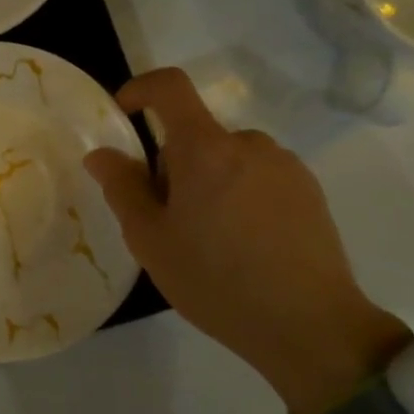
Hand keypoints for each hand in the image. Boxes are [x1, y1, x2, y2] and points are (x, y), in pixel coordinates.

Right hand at [84, 68, 410, 413]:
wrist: (311, 326)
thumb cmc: (215, 280)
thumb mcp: (150, 240)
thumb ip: (122, 188)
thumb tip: (102, 154)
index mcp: (206, 148)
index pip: (170, 87)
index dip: (141, 89)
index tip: (124, 114)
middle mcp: (249, 143)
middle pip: (197, 135)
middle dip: (174, 164)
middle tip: (169, 220)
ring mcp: (285, 166)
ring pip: (228, 158)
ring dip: (209, 181)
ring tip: (210, 239)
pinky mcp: (310, 191)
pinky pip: (259, 176)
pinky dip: (241, 195)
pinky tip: (246, 246)